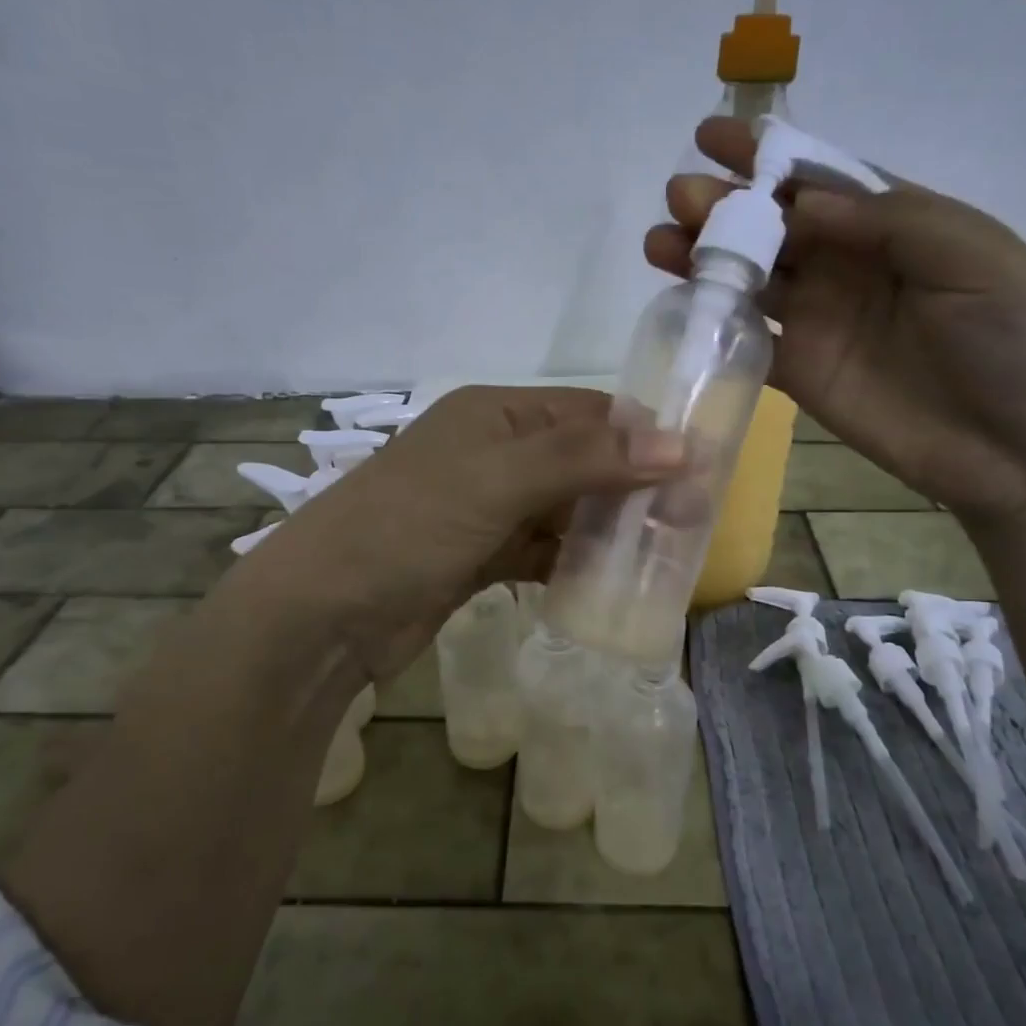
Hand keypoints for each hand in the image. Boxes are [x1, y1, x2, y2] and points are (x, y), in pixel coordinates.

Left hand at [253, 386, 682, 681]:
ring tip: (667, 553)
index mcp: (497, 414)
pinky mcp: (479, 557)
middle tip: (692, 519)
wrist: (324, 613)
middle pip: (582, 461)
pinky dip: (574, 563)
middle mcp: (495, 453)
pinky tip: (611, 581)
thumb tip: (680, 445)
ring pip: (566, 510)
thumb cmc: (411, 525)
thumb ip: (586, 459)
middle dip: (633, 487)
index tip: (701, 468)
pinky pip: (542, 551)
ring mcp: (486, 508)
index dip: (644, 436)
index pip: (588, 413)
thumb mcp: (500, 479)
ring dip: (608, 529)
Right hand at [647, 117, 1025, 528]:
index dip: (766, 156)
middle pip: (773, 226)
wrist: (1025, 447)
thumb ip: (885, 220)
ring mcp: (821, 320)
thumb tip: (799, 203)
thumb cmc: (1016, 337)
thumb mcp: (970, 254)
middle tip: (680, 197)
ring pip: (751, 278)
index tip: (712, 137)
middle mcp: (849, 264)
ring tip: (661, 243)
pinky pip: (748, 338)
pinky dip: (714, 319)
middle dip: (724, 206)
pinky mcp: (801, 372)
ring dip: (706, 258)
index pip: (817, 178)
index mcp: (893, 222)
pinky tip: (682, 301)